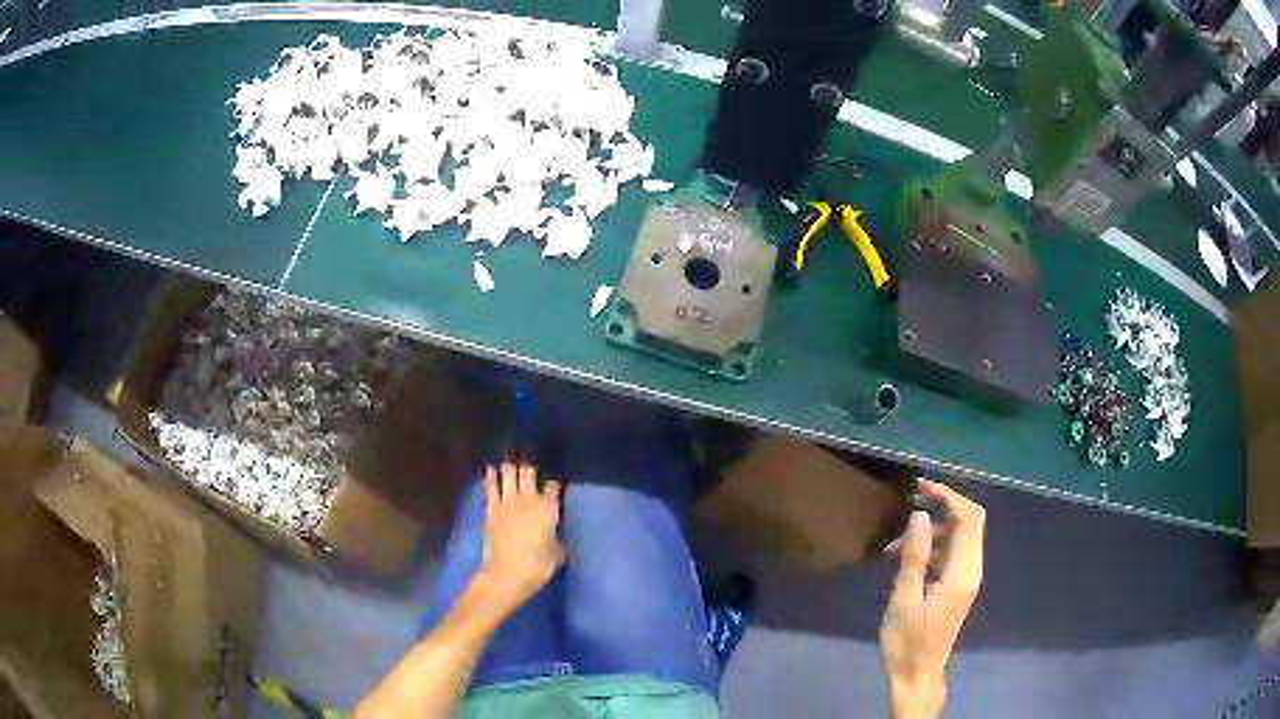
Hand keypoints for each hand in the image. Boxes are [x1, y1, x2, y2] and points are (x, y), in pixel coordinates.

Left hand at [479, 461, 564, 608]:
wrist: (507, 574)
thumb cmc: (537, 566)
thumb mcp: (557, 554)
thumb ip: (557, 540)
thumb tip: (556, 537)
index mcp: (548, 509)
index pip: (553, 487)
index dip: (554, 482)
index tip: (555, 478)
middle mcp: (528, 500)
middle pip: (529, 473)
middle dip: (530, 462)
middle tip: (530, 449)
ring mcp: (507, 502)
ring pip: (509, 475)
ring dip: (510, 463)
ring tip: (511, 450)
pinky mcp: (491, 509)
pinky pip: (491, 488)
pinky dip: (491, 476)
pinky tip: (491, 467)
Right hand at [880, 480, 985, 718]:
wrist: (917, 676)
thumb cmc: (907, 642)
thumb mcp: (904, 600)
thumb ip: (914, 556)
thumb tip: (920, 514)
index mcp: (962, 572)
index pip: (967, 518)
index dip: (947, 496)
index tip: (919, 487)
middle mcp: (971, 570)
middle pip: (972, 521)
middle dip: (947, 503)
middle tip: (914, 499)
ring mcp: (967, 579)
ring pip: (962, 535)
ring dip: (936, 526)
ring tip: (899, 540)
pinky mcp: (958, 587)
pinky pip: (954, 552)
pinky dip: (935, 543)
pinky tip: (906, 557)